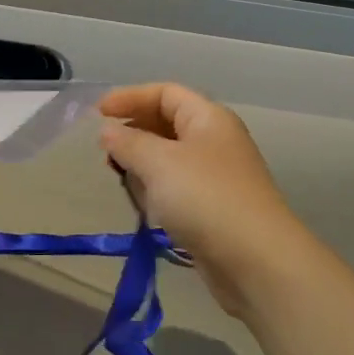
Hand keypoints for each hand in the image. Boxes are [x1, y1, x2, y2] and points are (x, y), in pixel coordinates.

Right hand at [98, 83, 317, 311]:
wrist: (256, 261)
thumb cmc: (205, 198)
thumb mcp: (158, 162)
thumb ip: (128, 142)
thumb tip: (107, 132)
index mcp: (208, 118)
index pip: (165, 93)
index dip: (130, 97)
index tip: (97, 113)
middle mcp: (215, 141)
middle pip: (168, 123)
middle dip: (134, 131)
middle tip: (105, 149)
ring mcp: (216, 176)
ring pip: (170, 158)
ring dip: (142, 163)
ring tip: (119, 176)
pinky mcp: (213, 208)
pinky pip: (176, 187)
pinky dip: (156, 189)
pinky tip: (144, 204)